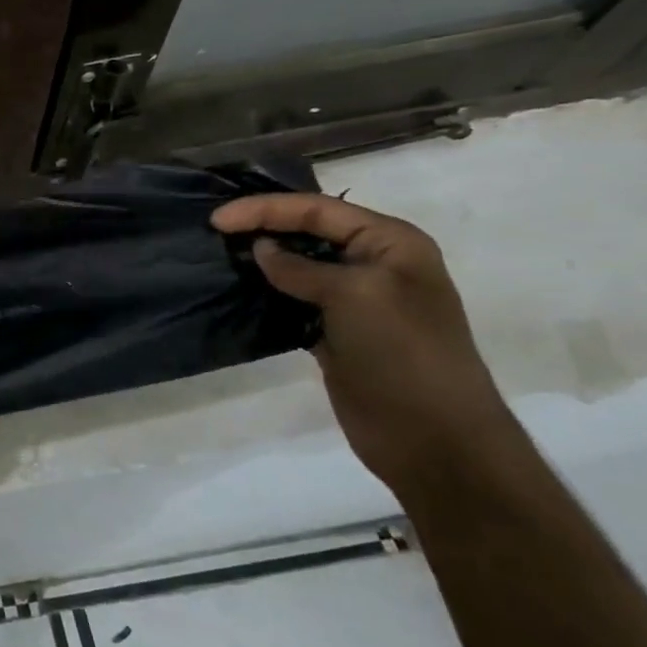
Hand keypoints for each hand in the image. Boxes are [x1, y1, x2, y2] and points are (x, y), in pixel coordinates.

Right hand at [212, 192, 512, 491]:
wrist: (431, 436)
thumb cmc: (403, 353)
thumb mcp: (354, 295)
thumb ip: (301, 267)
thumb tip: (260, 250)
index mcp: (391, 243)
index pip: (318, 211)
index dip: (265, 209)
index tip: (217, 220)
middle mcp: (374, 265)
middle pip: (308, 232)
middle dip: (263, 227)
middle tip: (214, 233)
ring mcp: (354, 302)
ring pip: (297, 267)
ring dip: (262, 261)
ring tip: (220, 256)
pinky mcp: (334, 333)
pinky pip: (293, 301)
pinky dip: (267, 294)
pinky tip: (240, 291)